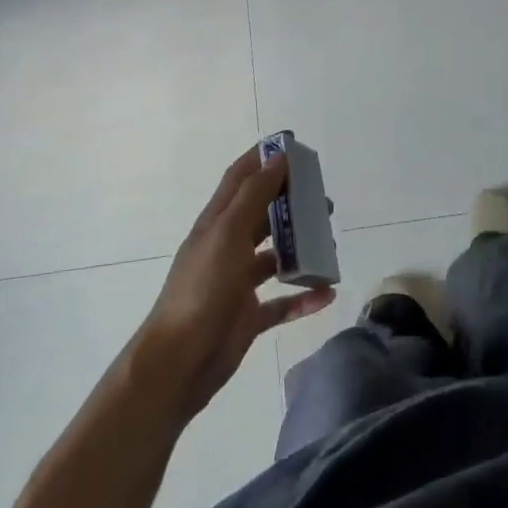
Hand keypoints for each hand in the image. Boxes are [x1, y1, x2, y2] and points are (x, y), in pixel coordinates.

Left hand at [136, 146, 335, 419]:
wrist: (179, 362)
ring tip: (329, 242)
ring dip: (301, 248)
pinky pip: (282, 302)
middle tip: (322, 200)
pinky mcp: (247, 318)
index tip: (293, 145)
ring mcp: (237, 284)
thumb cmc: (202, 290)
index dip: (262, 158)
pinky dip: (304, 296)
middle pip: (262, 215)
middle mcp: (227, 247)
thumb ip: (253, 195)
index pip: (240, 178)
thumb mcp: (227, 234)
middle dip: (290, 202)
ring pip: (275, 258)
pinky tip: (327, 292)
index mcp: (217, 223)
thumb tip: (278, 157)